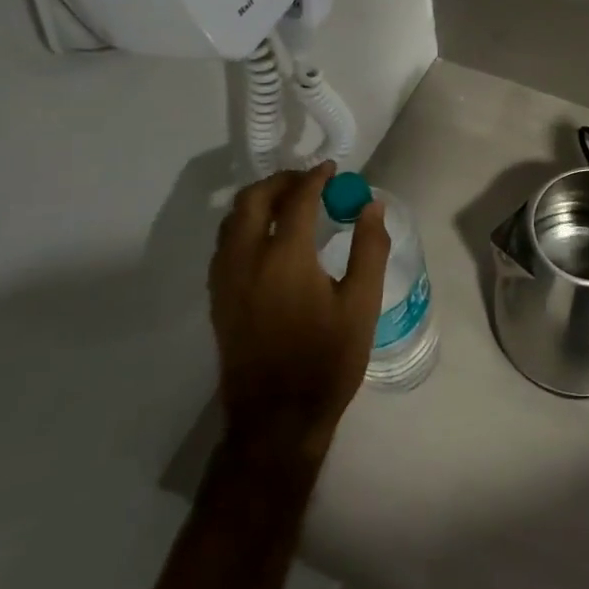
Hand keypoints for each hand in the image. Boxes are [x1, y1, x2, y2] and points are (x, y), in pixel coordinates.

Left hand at [210, 163, 390, 461]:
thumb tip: (370, 206)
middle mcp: (246, 260)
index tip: (333, 168)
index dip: (315, 178)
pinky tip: (268, 238)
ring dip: (258, 201)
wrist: (276, 420)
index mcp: (284, 257)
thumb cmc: (327, 360)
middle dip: (280, 181)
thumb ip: (369, 248)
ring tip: (288, 203)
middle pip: (252, 200)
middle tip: (309, 181)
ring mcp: (225, 280)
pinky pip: (224, 244)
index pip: (296, 199)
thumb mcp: (362, 304)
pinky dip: (244, 225)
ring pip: (231, 220)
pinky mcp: (218, 299)